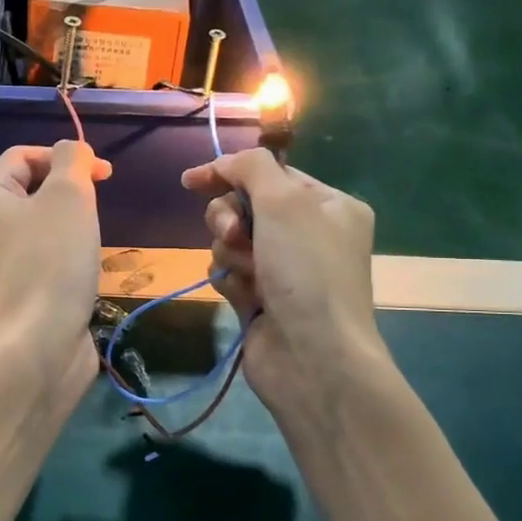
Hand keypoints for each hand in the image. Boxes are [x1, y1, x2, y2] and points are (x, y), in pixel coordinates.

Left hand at [0, 142, 111, 385]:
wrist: (36, 346)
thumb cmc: (51, 262)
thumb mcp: (68, 196)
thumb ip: (73, 160)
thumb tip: (73, 151)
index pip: (22, 156)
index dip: (65, 157)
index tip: (105, 175)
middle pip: (28, 192)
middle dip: (68, 194)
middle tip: (95, 211)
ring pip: (37, 229)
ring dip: (69, 228)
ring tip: (89, 244)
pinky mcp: (12, 296)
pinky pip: (40, 261)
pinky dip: (63, 259)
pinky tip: (81, 274)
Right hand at [180, 149, 388, 415]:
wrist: (312, 356)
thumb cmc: (306, 270)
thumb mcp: (285, 200)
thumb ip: (251, 167)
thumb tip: (224, 164)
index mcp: (329, 206)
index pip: (271, 174)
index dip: (231, 174)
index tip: (192, 180)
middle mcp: (309, 235)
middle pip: (246, 207)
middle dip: (230, 218)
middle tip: (234, 235)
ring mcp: (285, 270)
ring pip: (232, 241)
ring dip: (230, 252)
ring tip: (247, 273)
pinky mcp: (262, 300)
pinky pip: (230, 273)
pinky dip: (231, 281)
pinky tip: (244, 297)